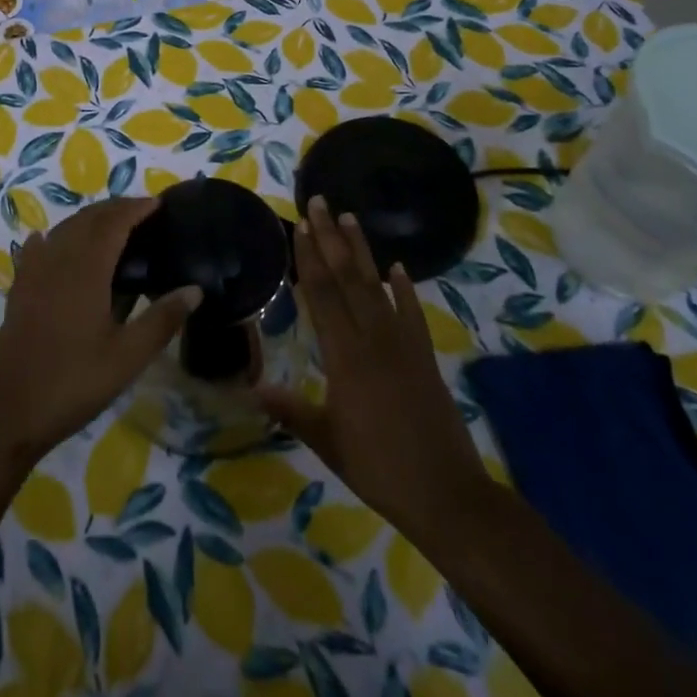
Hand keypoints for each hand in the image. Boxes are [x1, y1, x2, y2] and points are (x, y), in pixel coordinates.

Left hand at [0, 197, 201, 460]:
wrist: (7, 411)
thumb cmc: (73, 382)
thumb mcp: (127, 357)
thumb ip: (162, 319)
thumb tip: (195, 289)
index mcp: (86, 269)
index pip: (113, 222)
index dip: (136, 208)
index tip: (158, 203)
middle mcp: (58, 260)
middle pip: (87, 219)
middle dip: (115, 209)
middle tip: (142, 213)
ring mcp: (34, 274)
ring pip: (63, 230)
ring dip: (88, 220)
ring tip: (112, 227)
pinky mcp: (19, 291)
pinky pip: (39, 249)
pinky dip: (55, 238)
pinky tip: (53, 244)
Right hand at [259, 197, 488, 541]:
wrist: (446, 494)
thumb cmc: (378, 467)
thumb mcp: (327, 441)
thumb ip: (291, 409)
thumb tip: (251, 387)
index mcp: (345, 356)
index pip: (322, 295)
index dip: (310, 258)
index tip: (300, 225)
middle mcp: (373, 339)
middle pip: (348, 278)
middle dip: (332, 238)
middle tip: (320, 202)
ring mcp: (403, 344)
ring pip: (378, 286)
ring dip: (362, 251)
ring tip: (351, 218)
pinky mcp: (424, 356)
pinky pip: (412, 313)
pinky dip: (405, 288)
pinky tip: (398, 268)